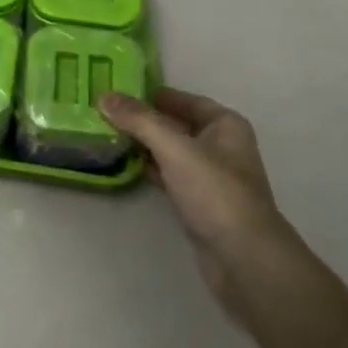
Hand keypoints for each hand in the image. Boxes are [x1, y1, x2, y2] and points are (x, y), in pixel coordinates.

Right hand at [100, 86, 293, 325]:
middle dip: (144, 120)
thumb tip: (104, 97)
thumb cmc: (214, 192)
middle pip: (176, 125)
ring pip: (172, 152)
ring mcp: (211, 177)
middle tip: (104, 112)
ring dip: (145, 145)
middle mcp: (221, 146)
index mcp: (225, 125)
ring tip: (108, 135)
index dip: (153, 95)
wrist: (242, 257)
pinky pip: (170, 176)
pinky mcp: (199, 203)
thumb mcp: (174, 148)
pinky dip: (150, 169)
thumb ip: (139, 121)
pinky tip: (126, 166)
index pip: (184, 100)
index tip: (118, 91)